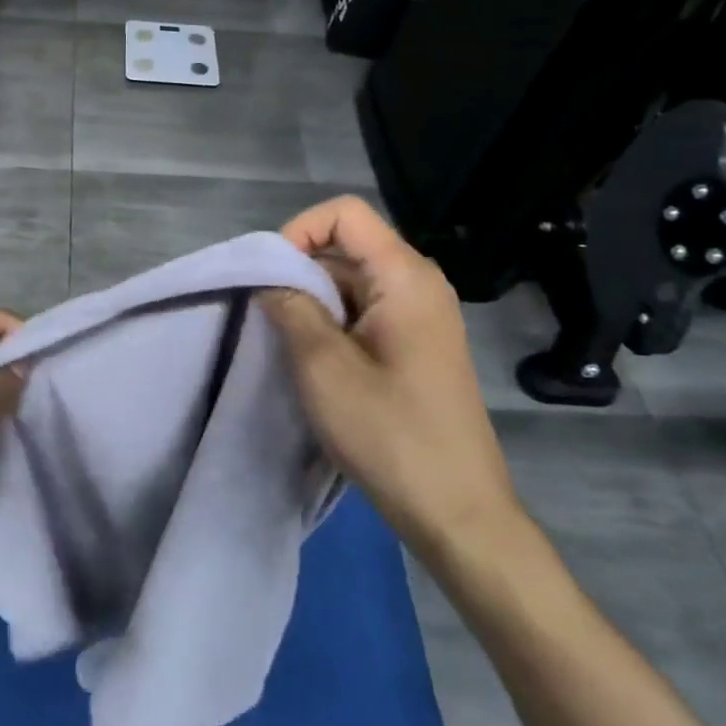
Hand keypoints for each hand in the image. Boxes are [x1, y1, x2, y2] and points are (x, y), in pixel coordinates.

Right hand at [261, 196, 519, 564]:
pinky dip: (332, 322)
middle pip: (347, 245)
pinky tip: (314, 360)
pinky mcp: (417, 345)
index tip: (270, 277)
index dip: (299, 231)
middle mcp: (419, 284)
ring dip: (313, 300)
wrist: (457, 511)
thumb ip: (290, 308)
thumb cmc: (390, 434)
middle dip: (300, 270)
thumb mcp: (323, 367)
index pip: (344, 214)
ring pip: (352, 281)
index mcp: (404, 277)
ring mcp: (421, 316)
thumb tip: (270, 279)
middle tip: (268, 316)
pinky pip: (365, 311)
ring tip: (287, 342)